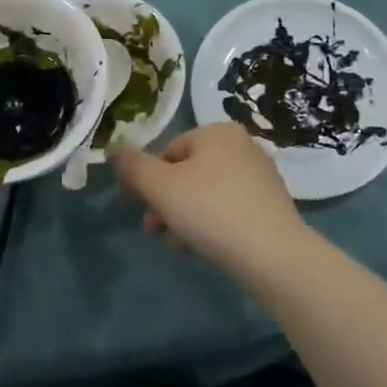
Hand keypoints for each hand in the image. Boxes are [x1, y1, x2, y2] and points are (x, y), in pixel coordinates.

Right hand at [112, 123, 306, 272]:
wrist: (273, 254)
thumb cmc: (211, 210)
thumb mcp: (160, 187)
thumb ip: (132, 166)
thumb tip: (112, 148)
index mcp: (217, 131)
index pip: (168, 152)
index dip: (148, 181)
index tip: (138, 209)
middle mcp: (242, 145)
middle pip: (188, 173)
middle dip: (166, 202)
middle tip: (153, 230)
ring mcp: (261, 174)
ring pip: (207, 193)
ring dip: (185, 216)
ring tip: (179, 245)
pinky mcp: (272, 204)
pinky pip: (229, 208)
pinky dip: (212, 224)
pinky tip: (205, 248)